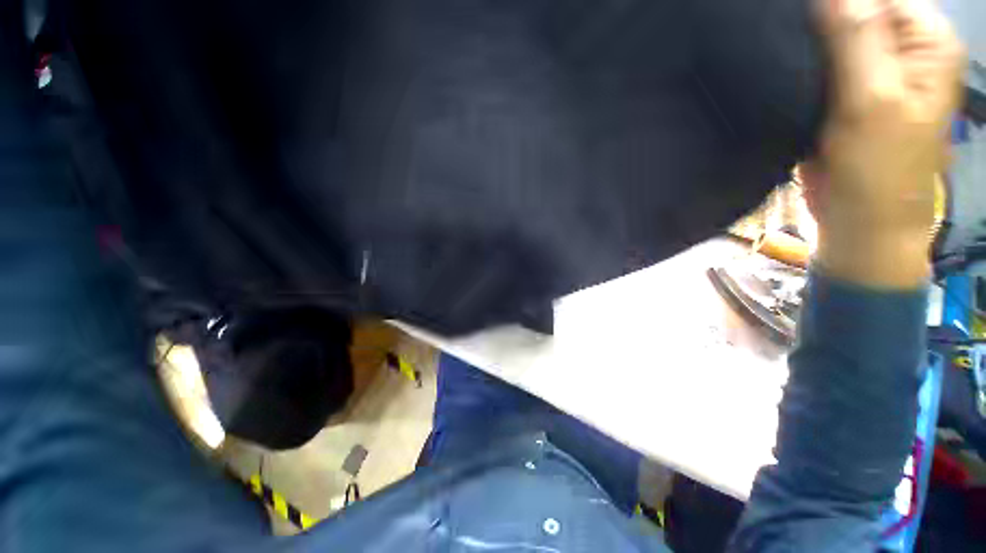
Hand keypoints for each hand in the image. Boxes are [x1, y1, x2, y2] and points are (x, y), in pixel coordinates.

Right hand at [807, 0, 963, 287]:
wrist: (860, 218)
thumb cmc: (877, 168)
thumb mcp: (872, 100)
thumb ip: (856, 38)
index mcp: (925, 40)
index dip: (838, 0)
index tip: (796, 14)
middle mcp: (903, 47)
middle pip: (856, 9)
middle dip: (821, 18)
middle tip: (786, 34)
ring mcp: (874, 70)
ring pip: (834, 34)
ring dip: (807, 40)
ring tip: (781, 51)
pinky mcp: (847, 91)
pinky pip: (822, 61)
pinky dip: (802, 61)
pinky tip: (783, 67)